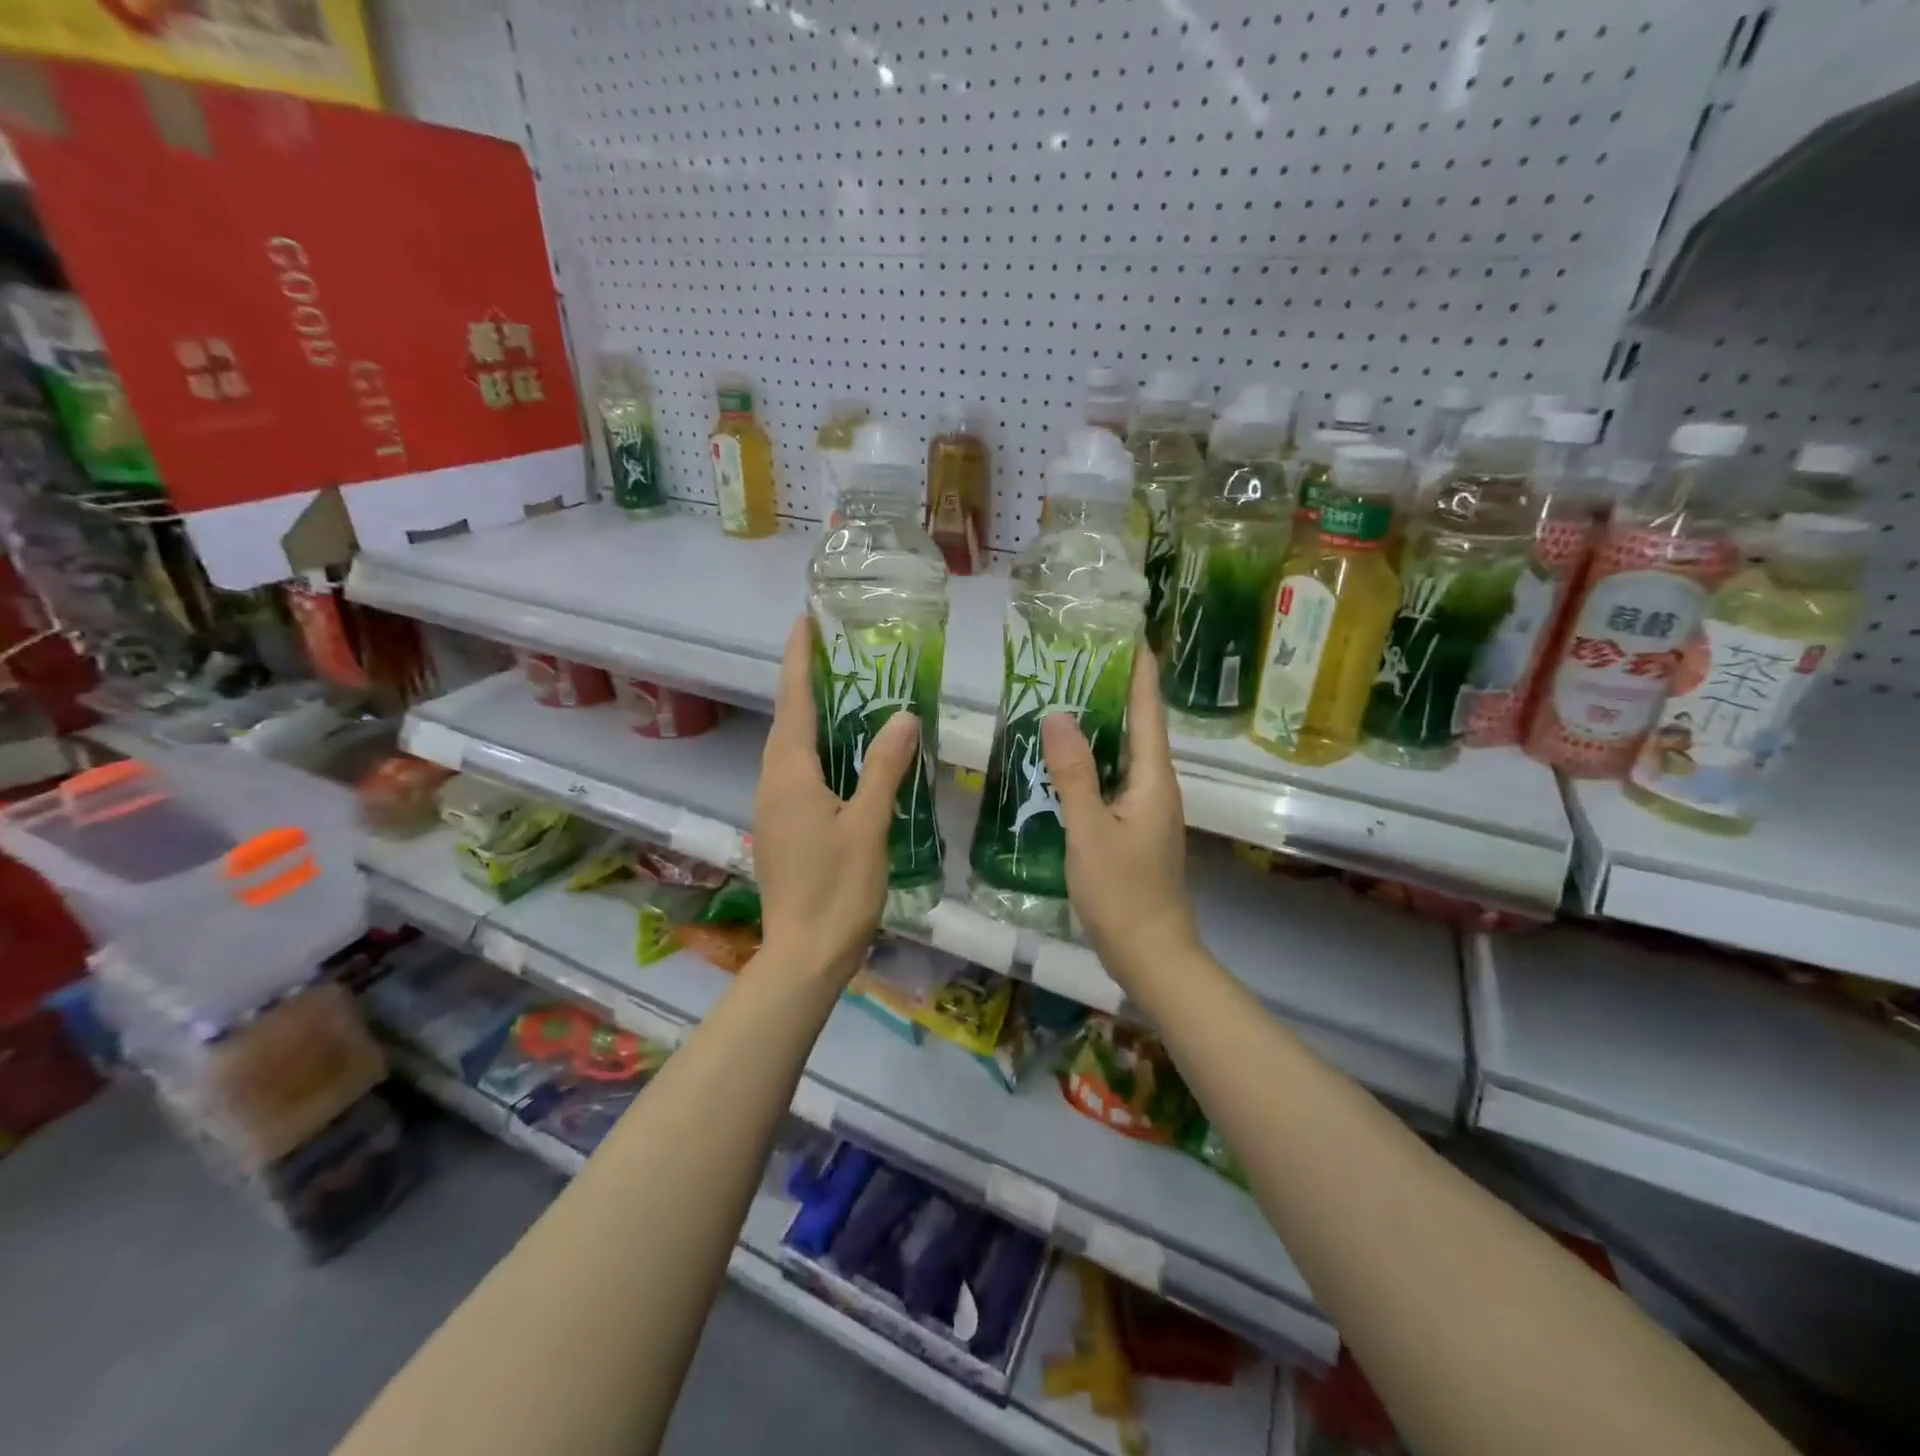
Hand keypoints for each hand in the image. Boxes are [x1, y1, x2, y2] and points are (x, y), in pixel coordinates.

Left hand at [753, 616, 920, 984]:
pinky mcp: (783, 829)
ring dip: (814, 716)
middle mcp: (773, 783)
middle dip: (808, 682)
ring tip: (850, 693)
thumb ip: (884, 768)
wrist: (804, 955)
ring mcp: (774, 808)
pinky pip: (799, 773)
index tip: (805, 621)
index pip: (792, 701)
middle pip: (789, 720)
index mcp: (789, 774)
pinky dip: (820, 750)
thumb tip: (902, 716)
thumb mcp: (868, 824)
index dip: (799, 659)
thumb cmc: (837, 888)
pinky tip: (849, 755)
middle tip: (842, 653)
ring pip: (793, 748)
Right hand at [1041, 647, 1198, 989]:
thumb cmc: (1123, 892)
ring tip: (1067, 699)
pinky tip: (1065, 762)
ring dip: (1102, 726)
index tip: (1129, 634)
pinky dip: (1094, 762)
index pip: (1148, 711)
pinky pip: (1115, 781)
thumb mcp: (1090, 830)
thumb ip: (1074, 773)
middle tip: (1080, 660)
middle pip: (1139, 728)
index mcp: (1154, 779)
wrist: (1151, 954)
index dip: (1140, 672)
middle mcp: (1157, 787)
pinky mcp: (1135, 830)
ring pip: (1126, 756)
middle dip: (1116, 691)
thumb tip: (1057, 715)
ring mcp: (1148, 810)